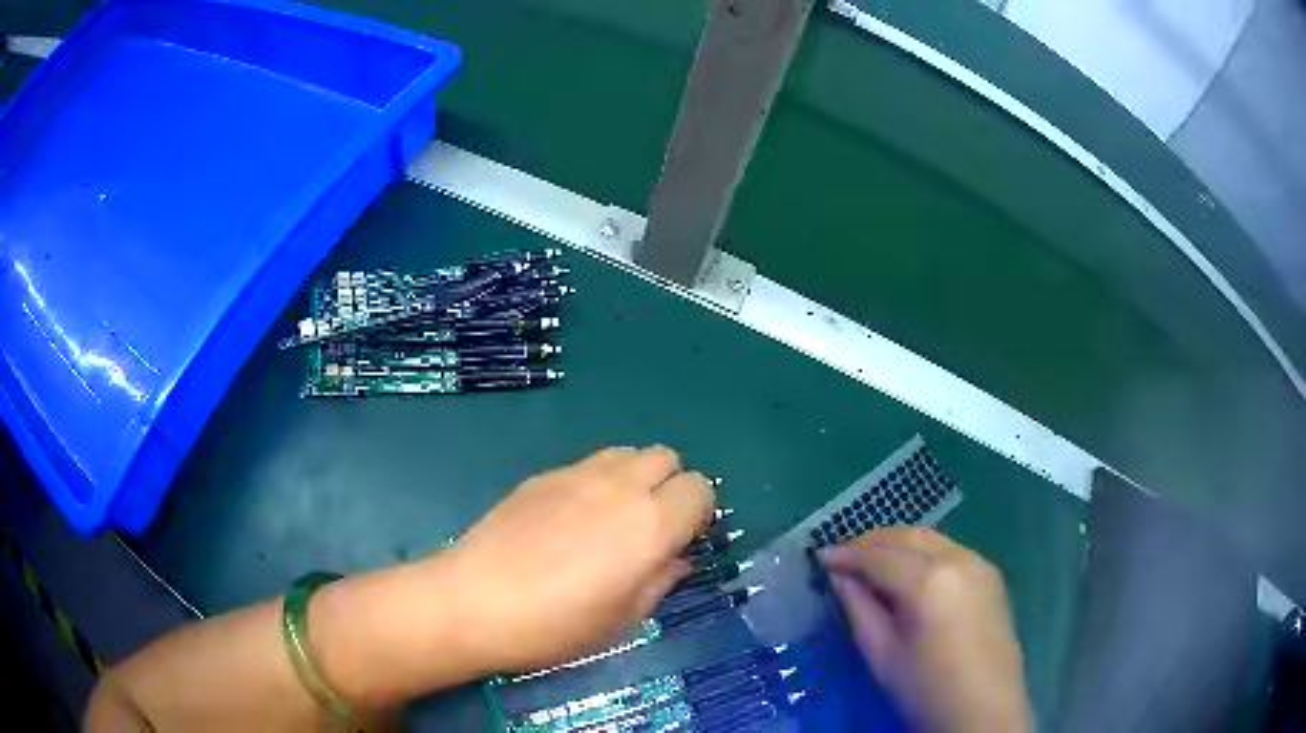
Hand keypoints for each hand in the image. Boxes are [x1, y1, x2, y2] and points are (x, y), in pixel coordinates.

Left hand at [440, 446, 714, 671]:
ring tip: (611, 519)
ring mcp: (577, 474)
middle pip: (667, 458)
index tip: (683, 541)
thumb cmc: (557, 626)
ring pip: (627, 453)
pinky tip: (567, 522)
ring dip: (634, 478)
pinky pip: (587, 465)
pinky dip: (595, 483)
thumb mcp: (623, 620)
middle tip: (650, 528)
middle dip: (670, 487)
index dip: (699, 514)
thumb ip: (660, 582)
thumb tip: (676, 560)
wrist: (475, 601)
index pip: (701, 488)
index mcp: (652, 525)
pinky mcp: (542, 475)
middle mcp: (621, 487)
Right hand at [822, 528, 1032, 732]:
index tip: (820, 558)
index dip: (847, 555)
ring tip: (871, 561)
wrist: (983, 709)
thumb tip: (841, 579)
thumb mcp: (881, 655)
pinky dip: (923, 553)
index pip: (879, 556)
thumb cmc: (926, 690)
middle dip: (872, 541)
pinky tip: (908, 572)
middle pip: (908, 537)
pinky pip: (950, 551)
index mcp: (929, 582)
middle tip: (843, 556)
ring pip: (931, 540)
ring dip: (898, 544)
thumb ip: (859, 609)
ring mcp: (980, 564)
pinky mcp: (991, 575)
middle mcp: (958, 560)